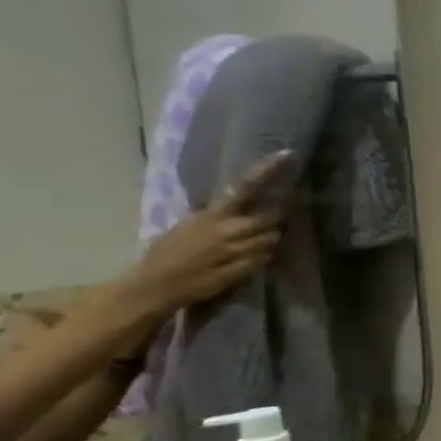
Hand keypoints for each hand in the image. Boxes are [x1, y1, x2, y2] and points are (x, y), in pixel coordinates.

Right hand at [119, 152, 291, 320]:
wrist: (153, 285)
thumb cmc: (166, 253)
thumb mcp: (189, 226)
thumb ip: (216, 216)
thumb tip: (240, 205)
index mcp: (211, 214)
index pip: (244, 187)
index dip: (266, 171)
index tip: (287, 155)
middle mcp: (227, 230)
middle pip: (271, 216)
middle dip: (278, 216)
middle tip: (277, 217)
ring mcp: (235, 251)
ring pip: (272, 238)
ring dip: (270, 238)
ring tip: (257, 241)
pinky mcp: (240, 271)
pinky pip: (265, 258)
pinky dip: (264, 256)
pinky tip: (253, 257)